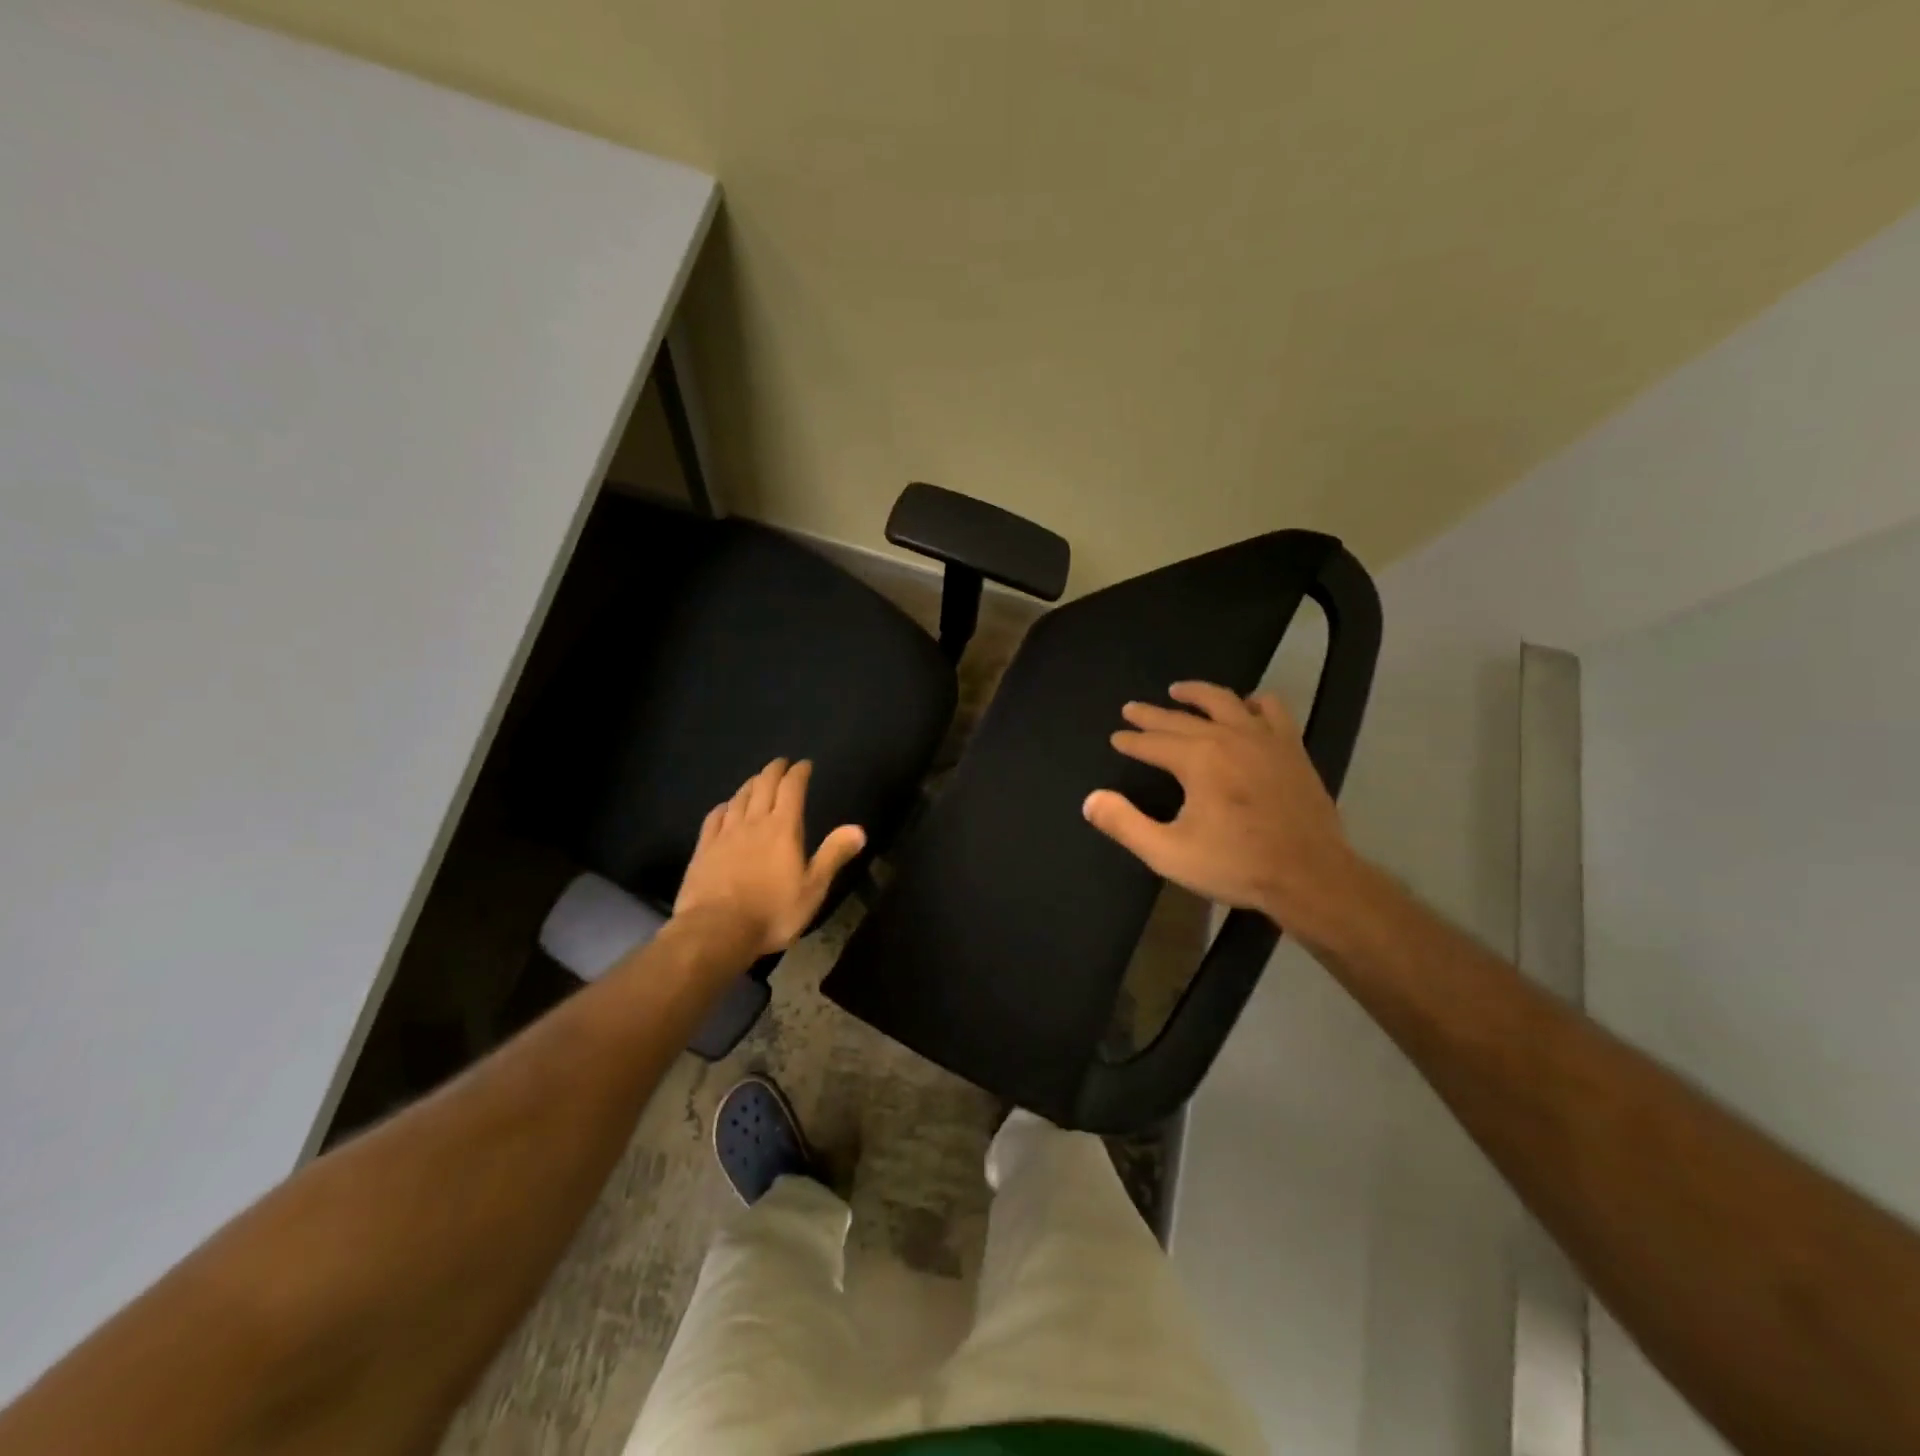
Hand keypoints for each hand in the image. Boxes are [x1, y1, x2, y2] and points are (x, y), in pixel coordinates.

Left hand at [673, 759, 866, 957]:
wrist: (716, 930)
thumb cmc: (772, 912)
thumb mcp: (813, 888)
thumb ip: (833, 855)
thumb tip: (859, 829)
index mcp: (783, 829)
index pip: (792, 789)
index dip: (799, 773)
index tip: (804, 764)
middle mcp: (753, 823)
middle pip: (763, 785)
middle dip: (774, 771)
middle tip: (781, 763)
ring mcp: (725, 834)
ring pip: (739, 798)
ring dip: (750, 784)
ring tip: (756, 780)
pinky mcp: (703, 849)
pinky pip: (714, 818)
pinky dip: (724, 806)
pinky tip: (725, 807)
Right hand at [1082, 682, 1365, 946]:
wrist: (1310, 876)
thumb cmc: (1235, 865)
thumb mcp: (1168, 852)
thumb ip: (1125, 824)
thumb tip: (1091, 799)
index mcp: (1197, 759)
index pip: (1153, 742)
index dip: (1131, 740)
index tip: (1116, 738)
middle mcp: (1228, 737)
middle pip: (1181, 718)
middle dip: (1152, 715)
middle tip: (1131, 709)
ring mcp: (1264, 738)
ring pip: (1224, 701)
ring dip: (1197, 694)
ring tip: (1179, 690)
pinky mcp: (1291, 748)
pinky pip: (1271, 709)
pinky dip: (1252, 702)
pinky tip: (1246, 707)